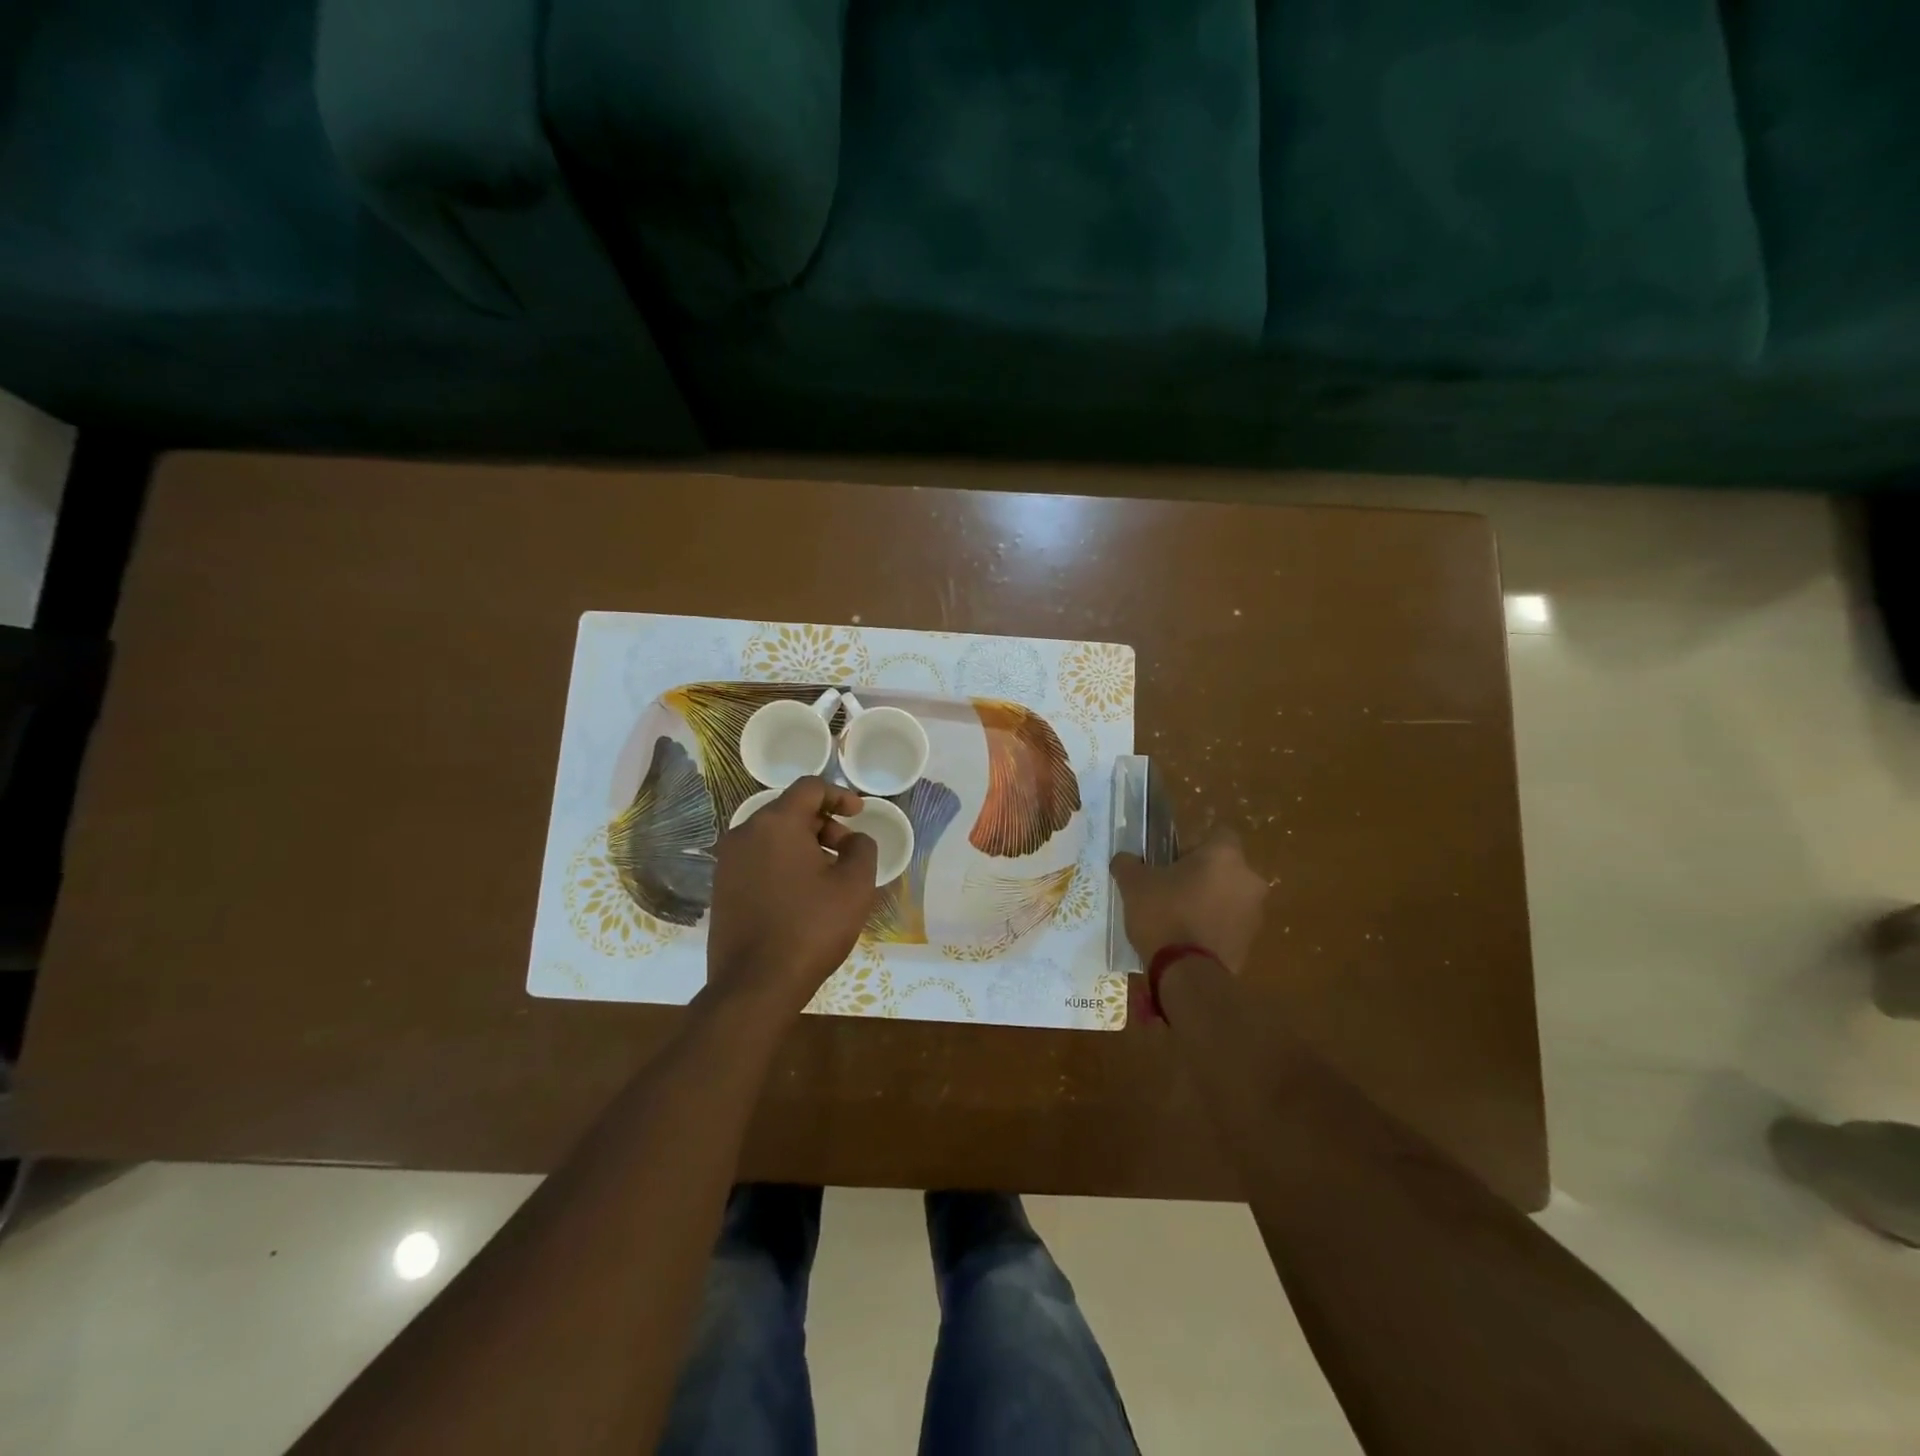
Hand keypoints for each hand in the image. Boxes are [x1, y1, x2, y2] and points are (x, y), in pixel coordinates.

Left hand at [707, 776, 879, 1016]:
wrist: (755, 984)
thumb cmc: (811, 927)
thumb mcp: (854, 885)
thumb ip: (862, 848)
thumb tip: (853, 840)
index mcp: (776, 823)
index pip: (810, 788)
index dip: (840, 795)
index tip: (859, 814)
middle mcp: (745, 833)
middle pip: (789, 811)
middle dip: (823, 823)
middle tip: (847, 850)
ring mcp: (728, 861)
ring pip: (773, 836)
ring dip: (803, 844)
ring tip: (827, 875)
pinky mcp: (721, 887)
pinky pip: (758, 859)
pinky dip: (783, 863)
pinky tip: (801, 893)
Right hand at [1110, 828, 1268, 972]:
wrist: (1188, 974)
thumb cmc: (1164, 915)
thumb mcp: (1134, 884)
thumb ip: (1128, 864)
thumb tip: (1124, 859)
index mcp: (1224, 855)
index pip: (1218, 833)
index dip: (1194, 845)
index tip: (1172, 860)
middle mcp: (1248, 878)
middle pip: (1225, 867)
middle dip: (1202, 875)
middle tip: (1171, 889)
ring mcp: (1255, 912)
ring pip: (1229, 896)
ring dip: (1210, 901)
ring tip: (1178, 918)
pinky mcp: (1251, 942)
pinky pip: (1230, 924)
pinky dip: (1214, 926)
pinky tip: (1188, 940)